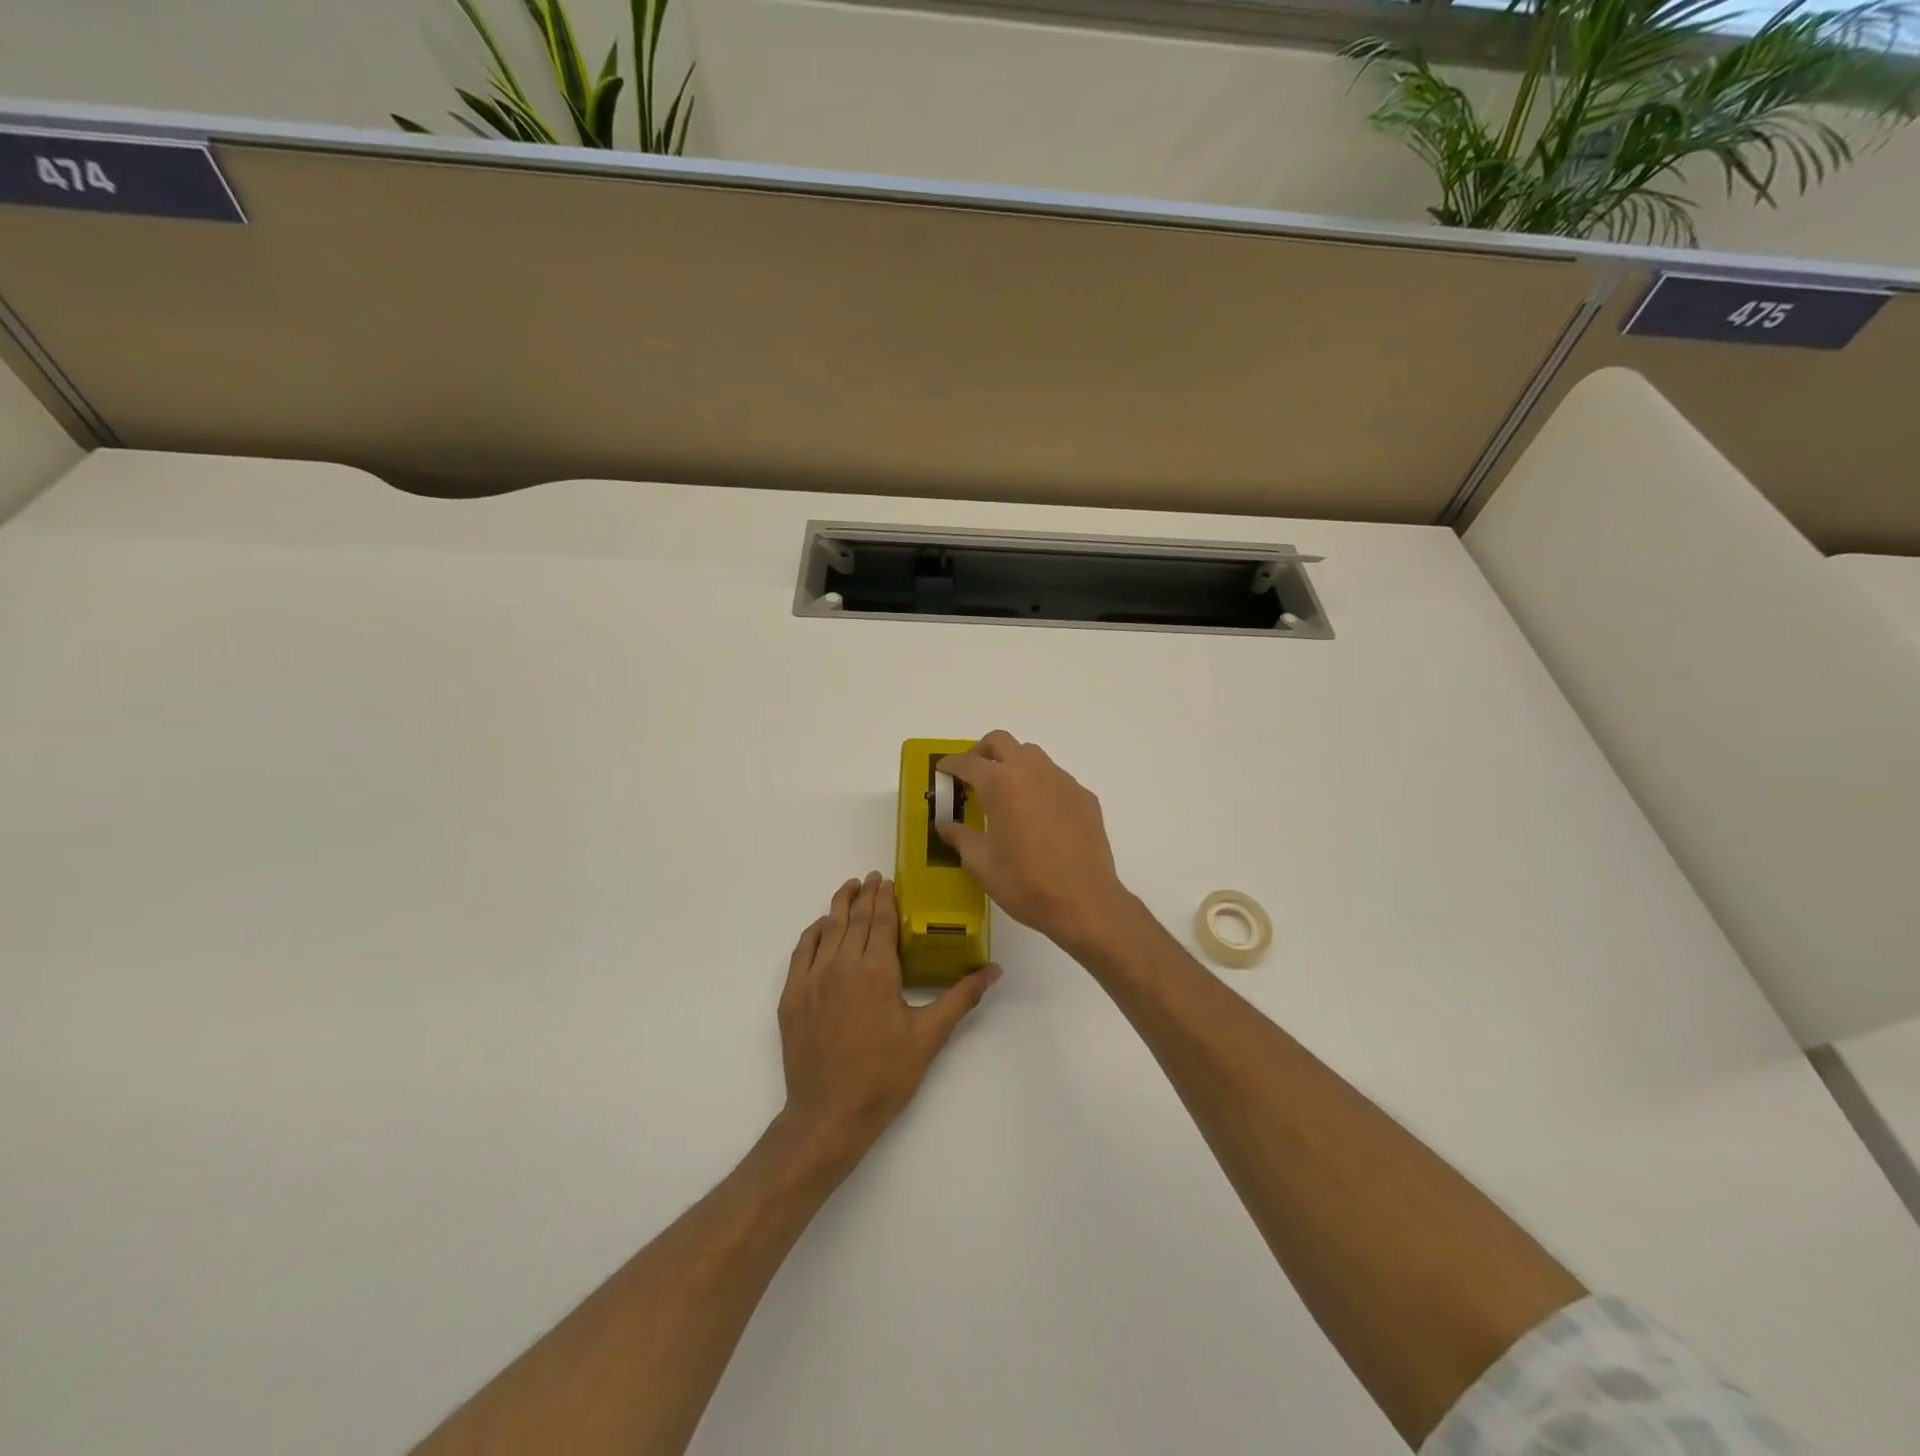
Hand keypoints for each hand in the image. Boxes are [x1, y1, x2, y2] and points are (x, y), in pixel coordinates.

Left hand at [777, 873, 999, 1164]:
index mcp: (877, 970)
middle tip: (871, 878)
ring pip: (827, 930)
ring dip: (839, 906)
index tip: (887, 880)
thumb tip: (994, 970)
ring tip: (848, 888)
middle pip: (854, 919)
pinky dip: (813, 933)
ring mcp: (812, 979)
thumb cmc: (885, 1075)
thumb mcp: (929, 1036)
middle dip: (864, 895)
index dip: (885, 898)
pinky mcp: (792, 996)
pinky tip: (820, 927)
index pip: (880, 921)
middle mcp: (842, 965)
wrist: (829, 1114)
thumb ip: (960, 997)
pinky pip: (801, 952)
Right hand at [937, 731, 1133, 952]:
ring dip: (1013, 764)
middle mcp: (1032, 771)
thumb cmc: (1024, 882)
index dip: (951, 765)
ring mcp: (1062, 781)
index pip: (968, 762)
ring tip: (1005, 793)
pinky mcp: (1084, 797)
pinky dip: (1039, 785)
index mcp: (1001, 784)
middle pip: (1001, 742)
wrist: (1084, 902)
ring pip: (1032, 755)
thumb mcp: (981, 863)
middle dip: (982, 752)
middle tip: (972, 774)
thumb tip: (945, 824)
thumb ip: (960, 836)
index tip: (943, 770)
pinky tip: (1038, 815)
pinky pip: (1056, 779)